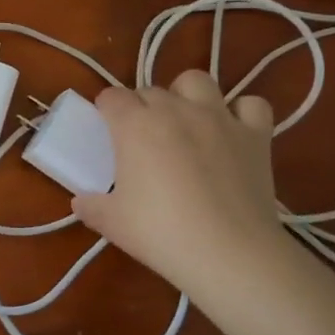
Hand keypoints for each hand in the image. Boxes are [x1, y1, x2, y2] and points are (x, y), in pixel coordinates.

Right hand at [71, 71, 287, 297]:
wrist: (229, 253)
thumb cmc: (161, 233)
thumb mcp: (112, 223)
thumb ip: (91, 207)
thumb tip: (80, 203)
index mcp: (135, 124)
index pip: (112, 97)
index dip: (106, 111)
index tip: (106, 131)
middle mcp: (175, 109)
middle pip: (150, 90)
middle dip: (142, 107)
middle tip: (141, 139)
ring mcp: (218, 118)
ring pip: (197, 81)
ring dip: (187, 95)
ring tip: (185, 121)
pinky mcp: (255, 135)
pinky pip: (251, 105)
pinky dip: (241, 113)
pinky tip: (233, 132)